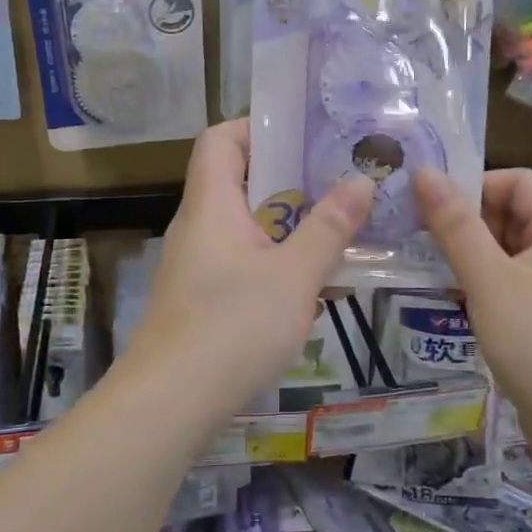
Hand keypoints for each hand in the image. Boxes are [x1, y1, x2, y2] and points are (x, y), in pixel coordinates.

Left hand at [124, 120, 372, 415]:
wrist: (169, 405)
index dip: (257, 126)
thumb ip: (329, 227)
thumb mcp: (294, 275)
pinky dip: (278, 262)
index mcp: (212, 204)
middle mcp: (199, 226)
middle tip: (341, 180)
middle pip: (239, 181)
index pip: (220, 139)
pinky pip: (244, 263)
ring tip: (341, 229)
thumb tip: (361, 180)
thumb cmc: (232, 327)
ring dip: (291, 225)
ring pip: (248, 227)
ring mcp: (197, 265)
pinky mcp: (202, 300)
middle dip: (291, 179)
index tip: (305, 133)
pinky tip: (316, 286)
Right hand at [413, 167, 531, 450]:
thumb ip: (454, 225)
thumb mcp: (488, 279)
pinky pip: (522, 283)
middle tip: (428, 246)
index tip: (434, 212)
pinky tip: (465, 304)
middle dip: (470, 225)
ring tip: (439, 275)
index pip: (517, 181)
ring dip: (476, 256)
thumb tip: (423, 173)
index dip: (474, 187)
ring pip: (515, 251)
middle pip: (516, 214)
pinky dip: (491, 284)